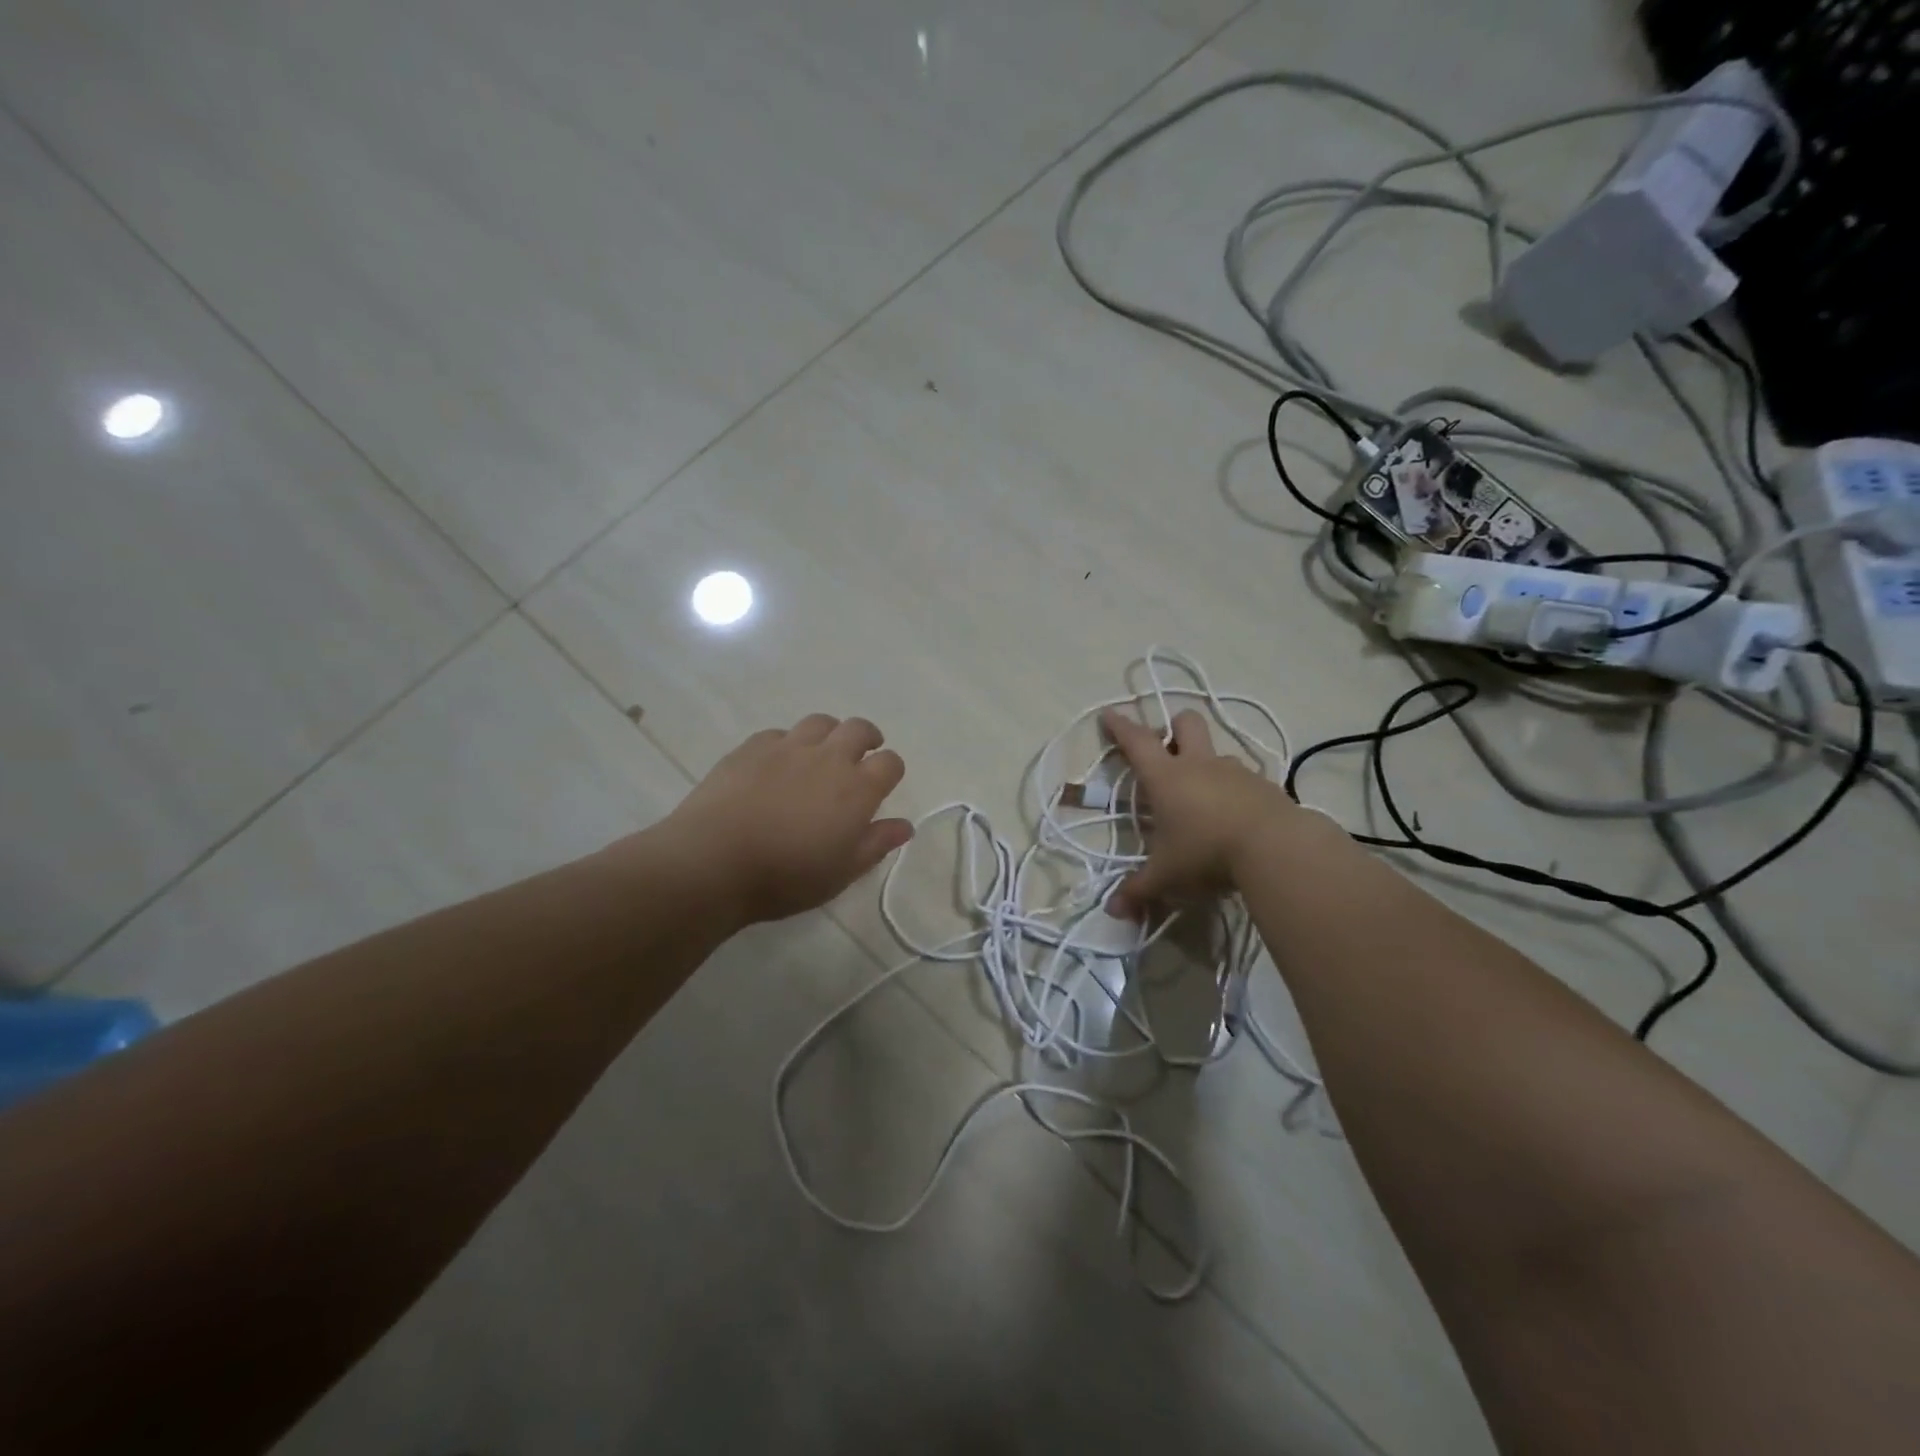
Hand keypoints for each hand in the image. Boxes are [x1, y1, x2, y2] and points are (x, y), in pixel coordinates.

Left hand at [659, 715, 913, 924]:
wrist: (714, 860)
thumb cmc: (786, 875)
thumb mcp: (841, 872)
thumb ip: (875, 844)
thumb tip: (904, 826)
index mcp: (857, 788)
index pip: (890, 763)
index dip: (891, 770)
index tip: (884, 783)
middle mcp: (828, 758)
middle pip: (859, 729)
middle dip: (867, 738)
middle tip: (861, 755)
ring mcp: (788, 747)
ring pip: (820, 723)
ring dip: (829, 734)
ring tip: (821, 754)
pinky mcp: (752, 747)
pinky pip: (779, 734)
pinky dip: (788, 744)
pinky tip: (777, 765)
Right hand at [1100, 708, 1302, 917]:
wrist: (1277, 848)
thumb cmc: (1207, 852)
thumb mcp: (1167, 876)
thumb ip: (1139, 891)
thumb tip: (1112, 912)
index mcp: (1167, 776)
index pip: (1137, 741)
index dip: (1120, 726)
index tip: (1108, 714)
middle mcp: (1200, 764)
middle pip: (1186, 723)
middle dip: (1174, 728)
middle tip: (1167, 748)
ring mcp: (1236, 772)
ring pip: (1218, 752)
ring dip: (1207, 764)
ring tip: (1203, 797)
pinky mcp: (1266, 786)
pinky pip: (1245, 779)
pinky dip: (1235, 790)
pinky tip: (1235, 816)